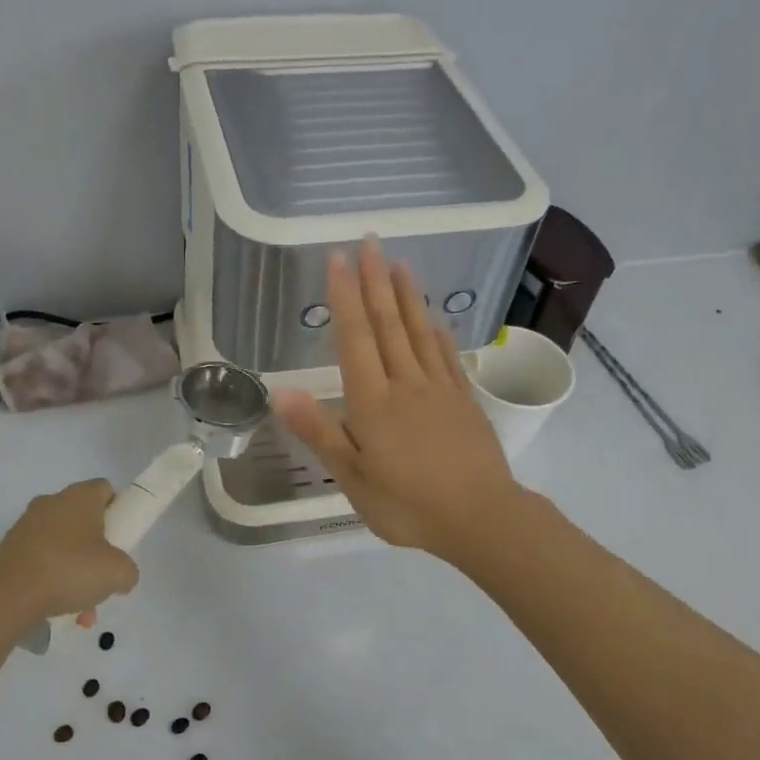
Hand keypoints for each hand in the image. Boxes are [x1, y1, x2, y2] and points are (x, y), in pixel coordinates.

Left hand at [0, 480, 139, 622]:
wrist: (7, 597)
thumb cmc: (70, 571)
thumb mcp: (118, 573)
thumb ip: (128, 570)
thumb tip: (121, 576)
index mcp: (79, 497)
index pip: (105, 489)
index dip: (118, 510)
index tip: (122, 537)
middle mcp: (51, 503)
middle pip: (83, 520)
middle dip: (96, 550)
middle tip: (102, 576)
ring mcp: (25, 526)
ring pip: (62, 546)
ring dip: (75, 573)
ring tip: (81, 610)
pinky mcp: (8, 550)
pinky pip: (40, 562)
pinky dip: (51, 582)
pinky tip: (57, 611)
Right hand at [272, 238, 524, 560]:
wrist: (480, 518)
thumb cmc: (407, 503)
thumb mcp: (352, 476)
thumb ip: (319, 430)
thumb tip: (279, 391)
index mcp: (373, 401)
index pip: (355, 338)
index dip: (345, 297)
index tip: (339, 259)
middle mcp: (406, 384)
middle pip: (388, 324)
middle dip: (375, 281)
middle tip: (370, 241)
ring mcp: (439, 389)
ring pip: (419, 332)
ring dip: (407, 296)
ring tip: (399, 263)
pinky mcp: (464, 401)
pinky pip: (448, 357)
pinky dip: (439, 333)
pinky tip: (435, 319)